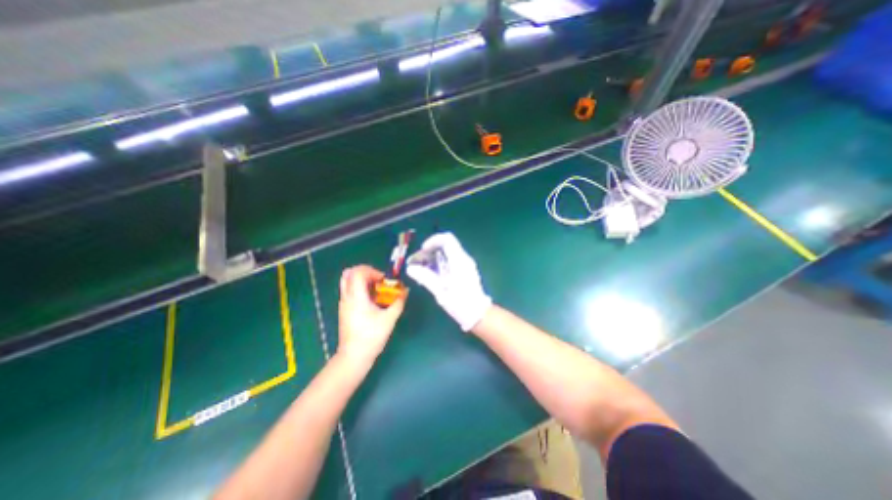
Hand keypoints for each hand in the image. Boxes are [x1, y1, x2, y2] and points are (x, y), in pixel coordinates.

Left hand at [336, 266, 405, 365]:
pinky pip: (350, 291)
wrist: (354, 356)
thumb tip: (405, 291)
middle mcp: (347, 297)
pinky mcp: (344, 310)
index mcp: (356, 297)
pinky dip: (360, 289)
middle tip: (378, 280)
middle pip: (350, 273)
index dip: (372, 271)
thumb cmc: (371, 337)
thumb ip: (398, 302)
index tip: (383, 281)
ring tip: (376, 290)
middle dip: (366, 272)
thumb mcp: (389, 319)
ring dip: (363, 281)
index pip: (358, 272)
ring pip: (348, 282)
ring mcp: (344, 304)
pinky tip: (372, 301)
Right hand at [407, 231, 490, 331]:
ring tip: (422, 269)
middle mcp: (464, 259)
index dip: (433, 240)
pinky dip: (440, 263)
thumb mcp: (440, 291)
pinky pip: (451, 260)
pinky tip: (433, 275)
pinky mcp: (466, 271)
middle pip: (446, 245)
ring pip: (448, 253)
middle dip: (431, 250)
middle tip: (419, 261)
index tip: (423, 251)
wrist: (478, 314)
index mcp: (459, 260)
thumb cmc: (460, 303)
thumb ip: (425, 277)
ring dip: (434, 257)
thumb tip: (410, 268)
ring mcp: (466, 264)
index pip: (447, 239)